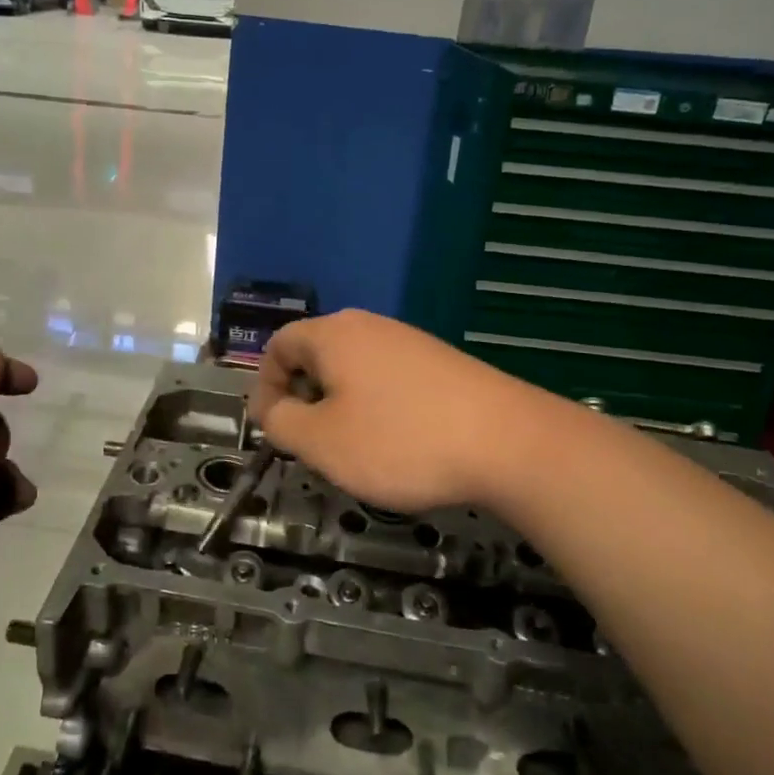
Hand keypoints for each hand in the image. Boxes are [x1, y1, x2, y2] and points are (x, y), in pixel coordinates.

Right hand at [250, 310, 541, 513]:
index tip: (273, 429)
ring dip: (341, 405)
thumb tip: (273, 409)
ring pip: (354, 369)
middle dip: (304, 398)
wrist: (509, 442)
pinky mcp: (441, 363)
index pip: (278, 345)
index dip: (265, 386)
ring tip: (355, 448)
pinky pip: (389, 379)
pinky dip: (378, 407)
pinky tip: (399, 442)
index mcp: (333, 334)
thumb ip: (280, 422)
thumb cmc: (399, 440)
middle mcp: (369, 326)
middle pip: (317, 355)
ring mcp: (410, 341)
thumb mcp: (322, 442)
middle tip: (312, 442)